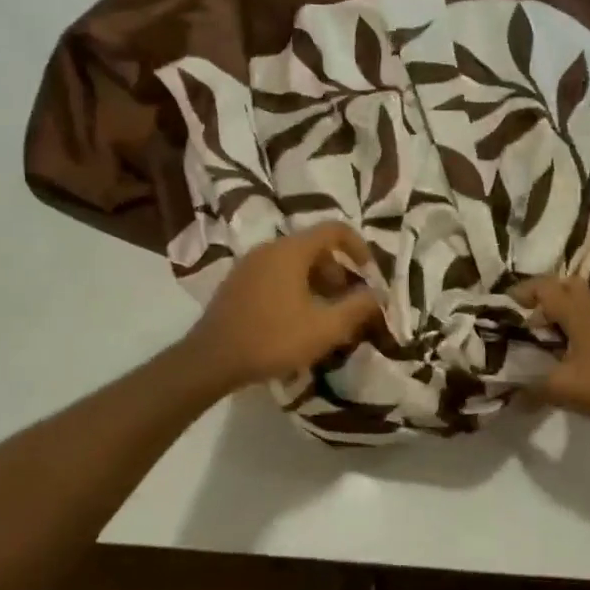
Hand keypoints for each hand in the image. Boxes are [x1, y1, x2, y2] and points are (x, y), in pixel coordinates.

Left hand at [182, 224, 381, 390]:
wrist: (211, 360)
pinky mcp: (237, 283)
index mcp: (291, 250)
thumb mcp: (325, 328)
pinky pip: (275, 275)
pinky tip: (296, 322)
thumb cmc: (273, 339)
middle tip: (347, 304)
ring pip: (294, 264)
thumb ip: (358, 308)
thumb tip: (378, 294)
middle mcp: (269, 248)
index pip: (334, 230)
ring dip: (317, 284)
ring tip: (324, 318)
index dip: (359, 247)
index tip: (369, 274)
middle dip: (338, 273)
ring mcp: (249, 265)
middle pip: (314, 248)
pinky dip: (295, 289)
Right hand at [515, 276, 589, 428]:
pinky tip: (565, 351)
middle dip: (540, 296)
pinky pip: (589, 317)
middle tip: (523, 317)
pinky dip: (572, 325)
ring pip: (578, 301)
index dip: (520, 292)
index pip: (543, 287)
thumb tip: (510, 396)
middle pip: (563, 285)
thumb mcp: (564, 389)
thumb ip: (532, 389)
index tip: (502, 308)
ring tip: (540, 336)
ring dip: (558, 311)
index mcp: (576, 311)